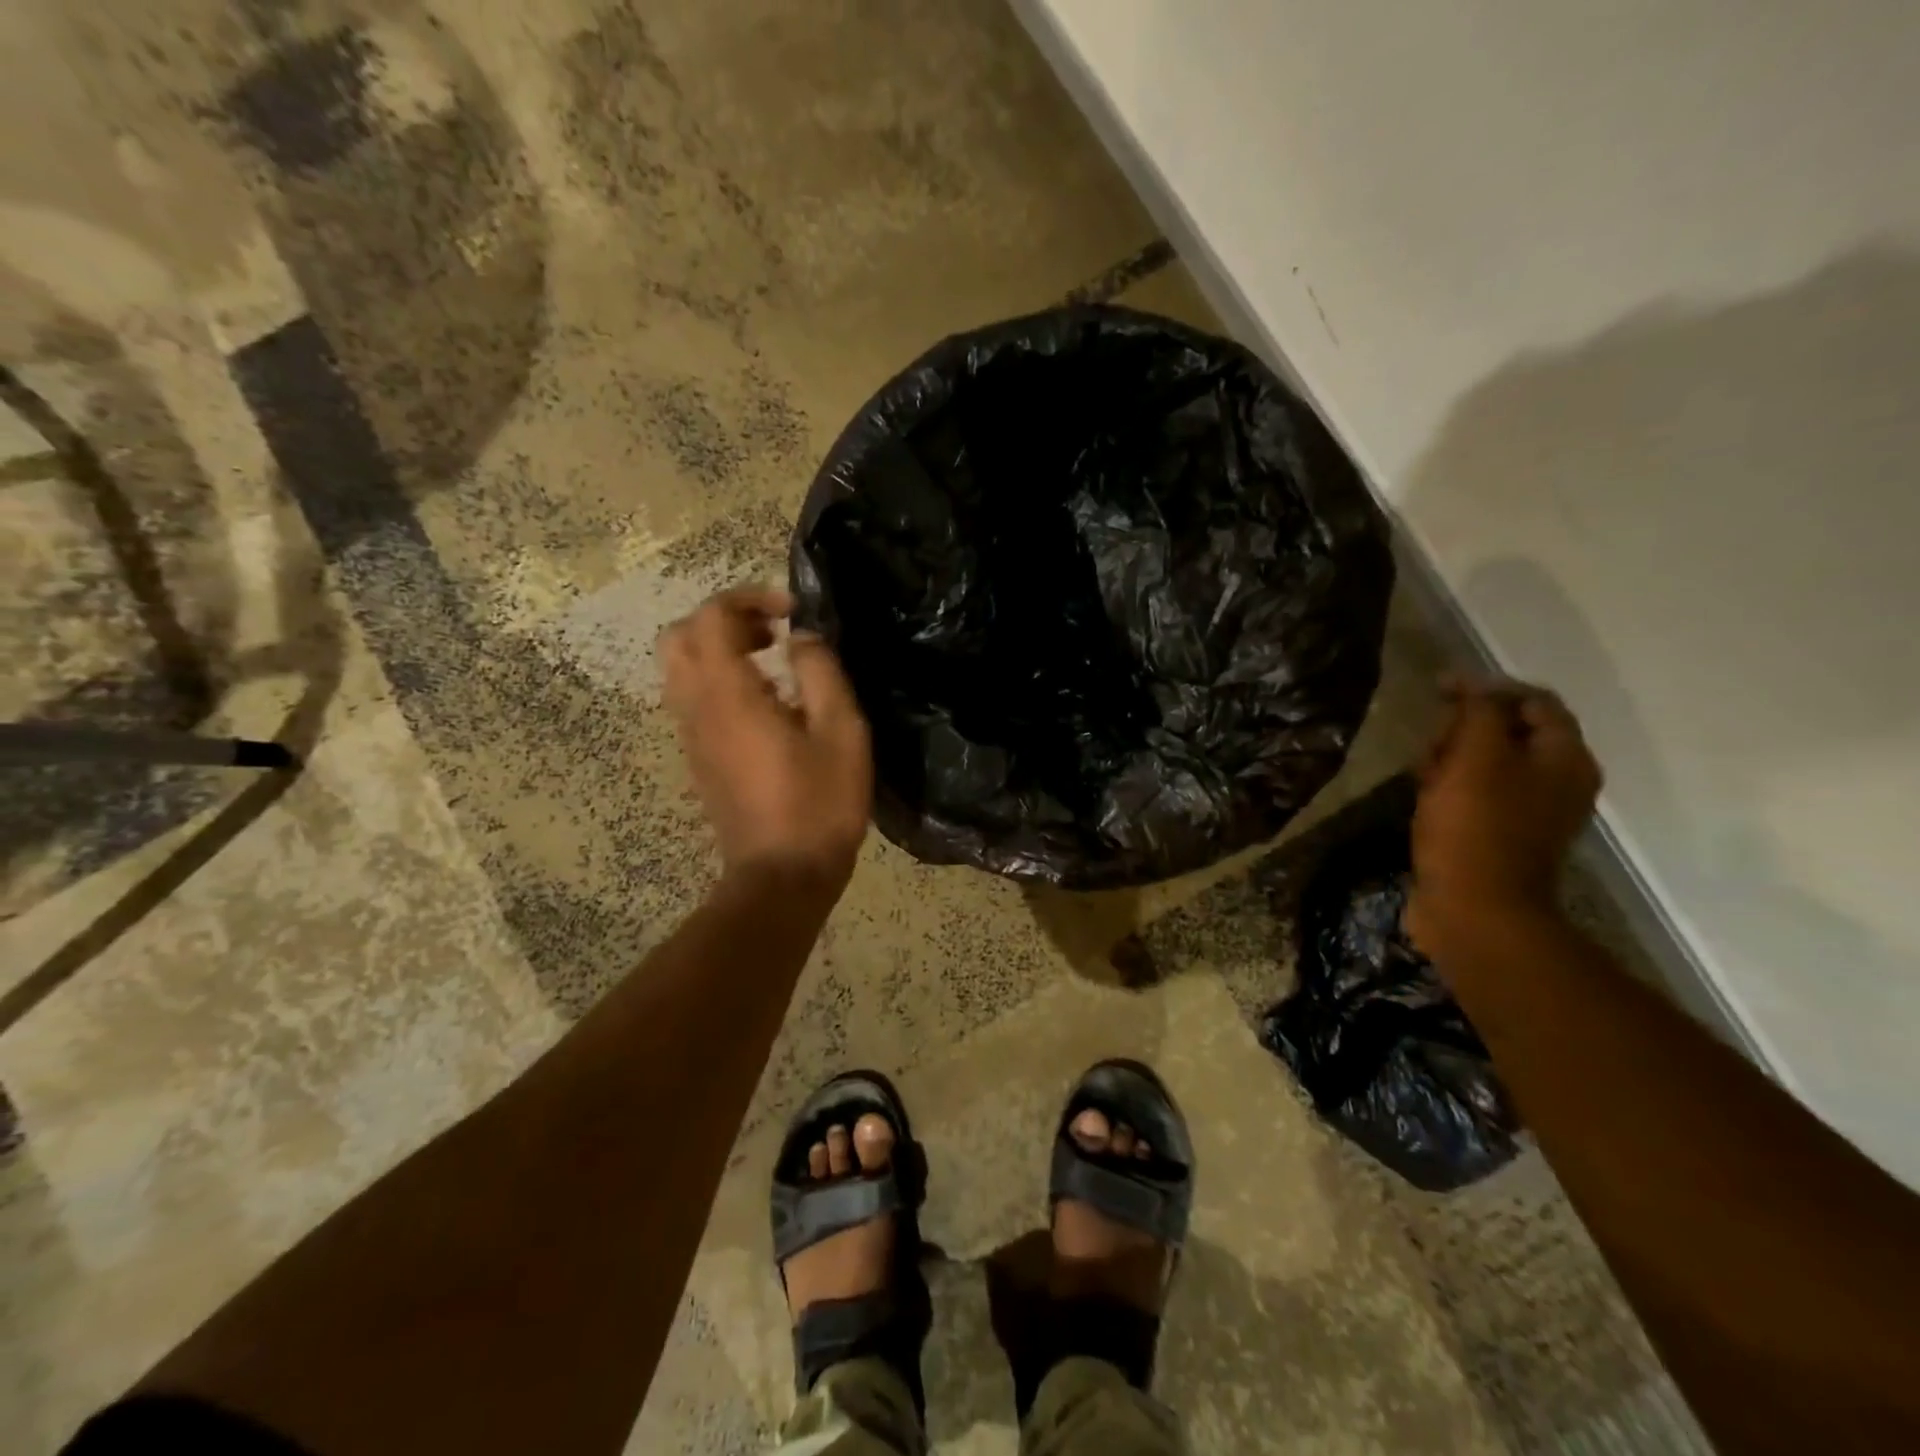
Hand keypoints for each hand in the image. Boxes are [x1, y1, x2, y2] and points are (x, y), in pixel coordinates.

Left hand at [660, 587, 872, 894]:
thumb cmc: (818, 803)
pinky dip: (719, 679)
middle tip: (772, 632)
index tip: (792, 611)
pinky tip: (767, 703)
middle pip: (680, 637)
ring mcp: (691, 735)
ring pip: (680, 668)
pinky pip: (691, 698)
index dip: (749, 598)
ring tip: (772, 661)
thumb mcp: (841, 732)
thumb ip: (821, 672)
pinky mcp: (698, 758)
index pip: (711, 617)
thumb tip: (802, 638)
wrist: (781, 876)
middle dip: (725, 619)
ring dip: (719, 649)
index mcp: (727, 695)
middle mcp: (696, 708)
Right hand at [1407, 678, 1602, 955]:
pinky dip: (1450, 788)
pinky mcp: (1499, 834)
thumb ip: (1478, 711)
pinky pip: (1475, 794)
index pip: (1533, 700)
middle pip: (1509, 731)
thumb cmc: (1475, 826)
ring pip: (1487, 763)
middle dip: (1465, 729)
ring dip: (1451, 758)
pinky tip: (1425, 797)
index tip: (1439, 692)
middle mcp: (1557, 781)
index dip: (1487, 688)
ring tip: (1422, 773)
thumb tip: (1470, 682)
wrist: (1474, 908)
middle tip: (1432, 743)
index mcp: (1565, 758)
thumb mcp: (1476, 756)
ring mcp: (1530, 811)